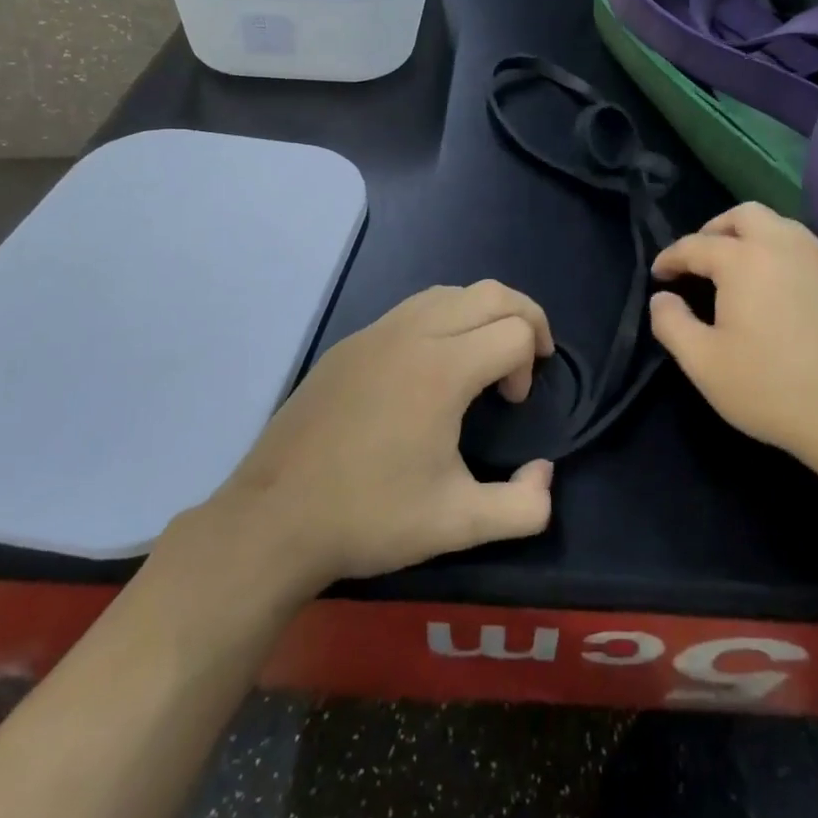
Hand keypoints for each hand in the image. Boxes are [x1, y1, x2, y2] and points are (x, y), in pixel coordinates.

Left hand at [172, 282, 558, 590]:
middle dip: (524, 315)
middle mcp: (412, 334)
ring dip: (481, 312)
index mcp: (442, 368)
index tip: (512, 404)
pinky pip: (411, 309)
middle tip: (528, 358)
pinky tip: (431, 367)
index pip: (515, 330)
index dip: (529, 363)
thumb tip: (543, 474)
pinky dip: (442, 319)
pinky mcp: (349, 345)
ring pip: (448, 292)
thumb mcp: (458, 525)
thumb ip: (523, 508)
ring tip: (484, 356)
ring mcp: (375, 333)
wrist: (274, 519)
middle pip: (490, 293)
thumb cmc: (370, 517)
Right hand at [649, 203, 817, 483]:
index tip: (658, 275)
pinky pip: (801, 247)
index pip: (696, 245)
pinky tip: (773, 288)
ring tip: (733, 269)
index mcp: (745, 260)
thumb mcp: (703, 363)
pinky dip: (777, 252)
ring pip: (779, 225)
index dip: (671, 258)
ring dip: (749, 236)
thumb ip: (671, 324)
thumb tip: (662, 298)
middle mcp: (783, 246)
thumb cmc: (772, 388)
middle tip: (698, 261)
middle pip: (744, 215)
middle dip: (714, 230)